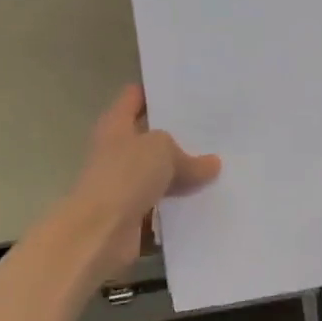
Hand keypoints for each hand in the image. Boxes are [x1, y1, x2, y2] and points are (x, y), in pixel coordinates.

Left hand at [65, 86, 220, 277]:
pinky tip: (210, 199)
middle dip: (180, 134)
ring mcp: (125, 184)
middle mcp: (118, 151)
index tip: (186, 89)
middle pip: (151, 137)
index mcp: (116, 125)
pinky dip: (182, 204)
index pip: (134, 97)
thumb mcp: (162, 151)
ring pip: (161, 173)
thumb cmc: (125, 176)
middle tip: (216, 128)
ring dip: (184, 173)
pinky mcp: (135, 213)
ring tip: (221, 165)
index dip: (156, 91)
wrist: (100, 232)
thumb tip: (211, 164)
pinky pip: (165, 204)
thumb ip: (188, 156)